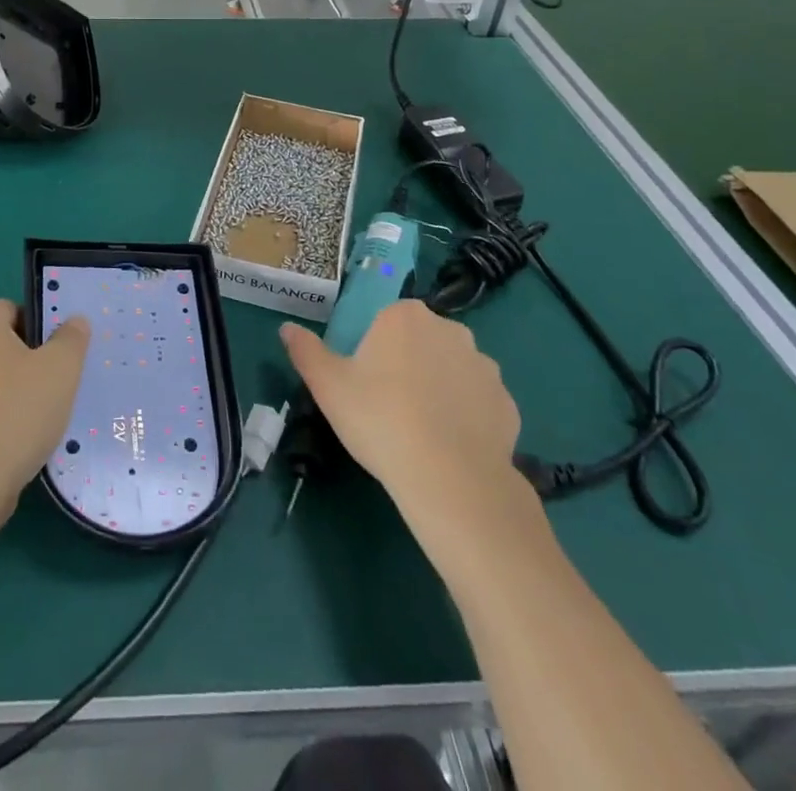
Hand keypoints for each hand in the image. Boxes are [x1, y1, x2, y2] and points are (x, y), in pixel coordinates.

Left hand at [0, 299, 89, 531]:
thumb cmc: (16, 414)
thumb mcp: (61, 369)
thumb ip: (72, 338)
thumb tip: (73, 322)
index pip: (12, 309)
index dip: (39, 328)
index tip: (58, 357)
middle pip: (0, 343)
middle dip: (27, 361)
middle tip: (54, 386)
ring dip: (12, 392)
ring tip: (38, 419)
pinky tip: (15, 442)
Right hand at [281, 300, 528, 524]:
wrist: (450, 479)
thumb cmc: (380, 420)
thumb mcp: (328, 385)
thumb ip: (306, 351)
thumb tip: (287, 328)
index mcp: (405, 316)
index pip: (386, 320)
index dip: (374, 348)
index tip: (365, 381)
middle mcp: (450, 330)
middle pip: (421, 341)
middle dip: (408, 364)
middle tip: (388, 406)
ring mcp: (485, 366)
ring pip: (452, 370)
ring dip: (439, 388)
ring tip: (421, 430)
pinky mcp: (508, 404)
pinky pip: (478, 402)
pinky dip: (466, 416)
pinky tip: (450, 445)